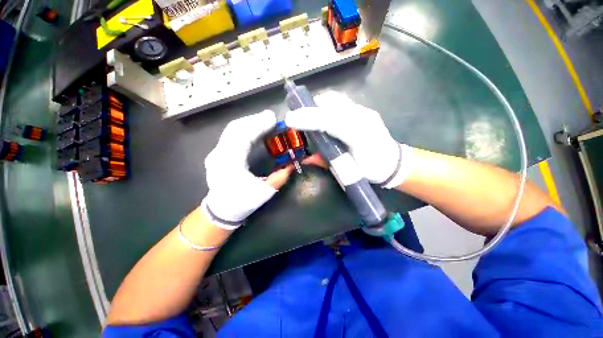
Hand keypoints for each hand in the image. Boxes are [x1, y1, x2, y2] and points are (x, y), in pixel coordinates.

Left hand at [203, 110, 292, 229]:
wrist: (221, 210)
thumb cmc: (242, 202)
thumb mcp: (264, 192)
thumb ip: (280, 177)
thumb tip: (291, 165)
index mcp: (230, 164)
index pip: (243, 136)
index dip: (258, 125)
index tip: (272, 119)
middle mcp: (220, 154)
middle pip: (235, 128)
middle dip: (254, 120)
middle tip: (271, 117)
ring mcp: (216, 152)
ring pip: (232, 129)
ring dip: (249, 122)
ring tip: (264, 120)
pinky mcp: (218, 153)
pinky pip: (231, 135)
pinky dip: (244, 128)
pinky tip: (254, 129)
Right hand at [286, 91, 412, 188]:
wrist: (393, 163)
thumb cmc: (372, 170)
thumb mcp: (349, 172)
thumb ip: (327, 162)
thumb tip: (307, 158)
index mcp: (360, 136)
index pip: (331, 122)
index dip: (309, 119)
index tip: (290, 119)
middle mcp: (363, 118)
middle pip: (332, 104)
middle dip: (310, 109)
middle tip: (298, 119)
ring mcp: (364, 111)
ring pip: (335, 100)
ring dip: (318, 106)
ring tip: (309, 117)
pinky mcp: (363, 110)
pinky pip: (340, 102)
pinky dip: (326, 106)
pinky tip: (322, 116)